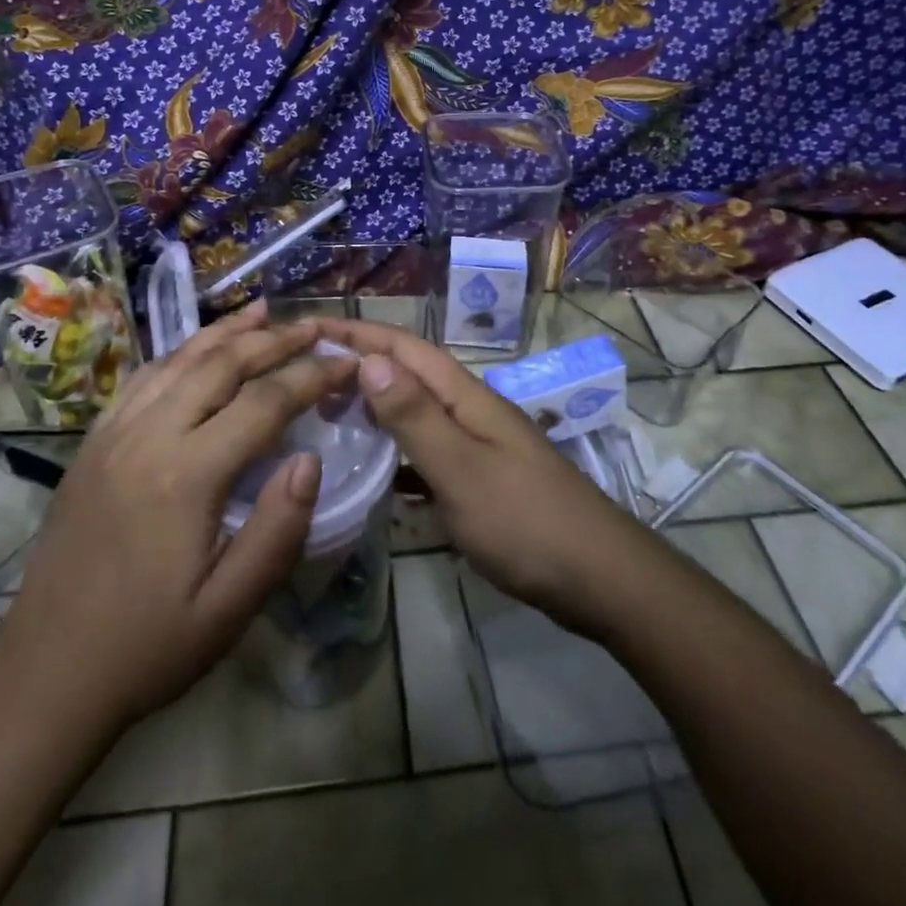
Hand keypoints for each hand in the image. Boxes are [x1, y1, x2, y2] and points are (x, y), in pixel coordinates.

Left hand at [0, 301, 353, 730]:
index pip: (264, 403)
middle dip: (275, 340)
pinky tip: (200, 348)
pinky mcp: (93, 443)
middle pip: (221, 364)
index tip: (347, 362)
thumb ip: (277, 531)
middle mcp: (148, 437)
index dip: (311, 376)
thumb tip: (310, 460)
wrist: (45, 673)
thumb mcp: (228, 609)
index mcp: (186, 475)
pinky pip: (143, 378)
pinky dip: (181, 351)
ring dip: (227, 332)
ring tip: (265, 312)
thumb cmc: (147, 647)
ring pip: (179, 359)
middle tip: (315, 327)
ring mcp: (113, 434)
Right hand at [314, 318, 657, 636]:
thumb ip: (415, 416)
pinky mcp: (480, 480)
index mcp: (466, 396)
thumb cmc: (525, 521)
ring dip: (375, 407)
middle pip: (409, 374)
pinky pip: (426, 454)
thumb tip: (370, 358)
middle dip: (361, 364)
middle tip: (306, 374)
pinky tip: (373, 472)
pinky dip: (396, 453)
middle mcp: (470, 410)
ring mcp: (478, 445)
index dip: (359, 332)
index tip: (310, 327)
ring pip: (416, 413)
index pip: (405, 348)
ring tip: (327, 415)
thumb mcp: (461, 468)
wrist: (599, 578)